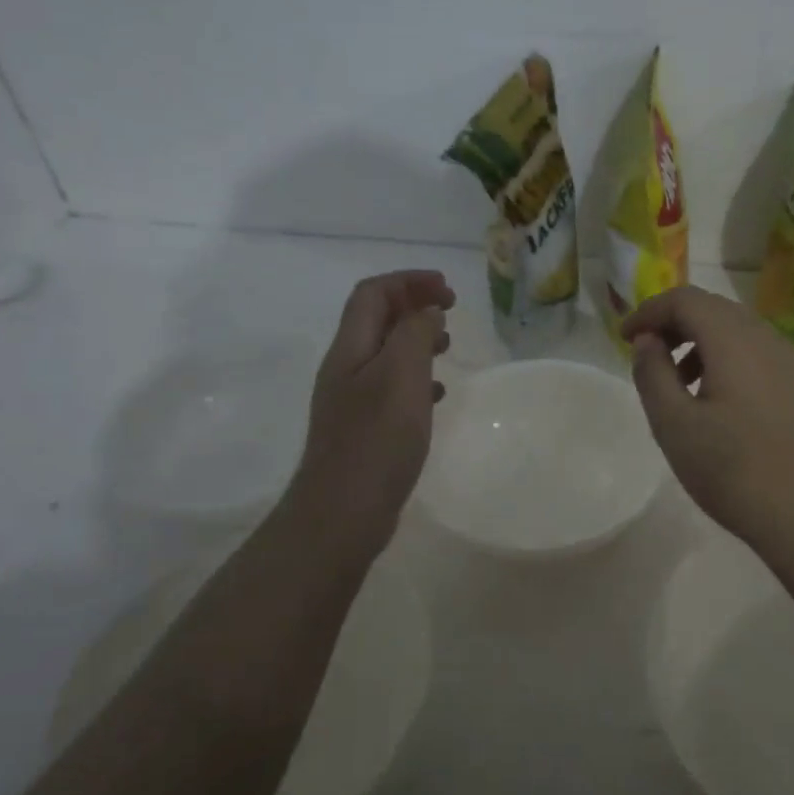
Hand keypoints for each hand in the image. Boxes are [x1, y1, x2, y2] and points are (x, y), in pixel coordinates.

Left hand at [285, 270, 454, 558]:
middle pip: (376, 319)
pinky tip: (438, 395)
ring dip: (417, 340)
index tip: (448, 290)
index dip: (408, 281)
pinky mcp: (365, 429)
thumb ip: (415, 335)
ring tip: (448, 347)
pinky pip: (393, 387)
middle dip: (413, 305)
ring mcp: (353, 400)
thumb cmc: (376, 440)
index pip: (373, 293)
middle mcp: (346, 368)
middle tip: (451, 311)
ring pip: (386, 353)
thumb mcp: (401, 376)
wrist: (342, 512)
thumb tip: (427, 312)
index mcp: (350, 348)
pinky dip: (417, 378)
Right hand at [623, 286, 793, 556]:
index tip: (624, 339)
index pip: (685, 299)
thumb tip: (647, 340)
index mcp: (734, 340)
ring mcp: (788, 360)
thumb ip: (653, 373)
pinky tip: (711, 397)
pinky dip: (723, 356)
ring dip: (698, 340)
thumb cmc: (732, 470)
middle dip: (673, 322)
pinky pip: (753, 351)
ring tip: (675, 381)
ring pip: (734, 329)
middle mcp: (766, 337)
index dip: (649, 311)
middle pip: (712, 308)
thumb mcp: (674, 424)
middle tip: (645, 354)